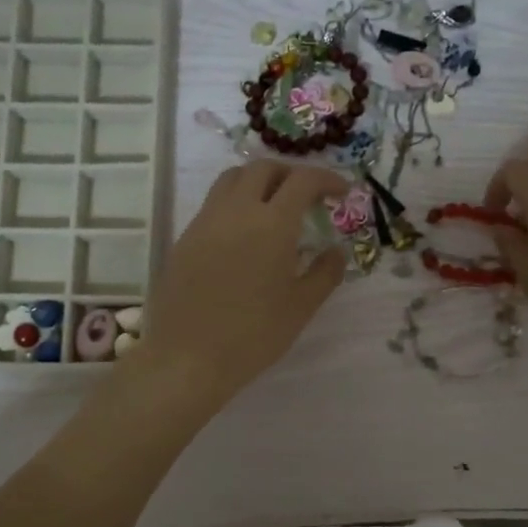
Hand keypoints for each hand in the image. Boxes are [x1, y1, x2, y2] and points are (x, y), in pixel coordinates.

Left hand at [135, 161, 348, 404]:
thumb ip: (324, 273)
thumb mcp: (301, 307)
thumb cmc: (253, 335)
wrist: (188, 358)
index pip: (303, 181)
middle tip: (307, 197)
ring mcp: (205, 222)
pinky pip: (213, 204)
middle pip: (264, 169)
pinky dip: (235, 203)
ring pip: (232, 179)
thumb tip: (335, 251)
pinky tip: (243, 235)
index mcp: (272, 224)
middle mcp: (236, 211)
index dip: (327, 179)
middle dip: (291, 174)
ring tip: (273, 207)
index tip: (342, 193)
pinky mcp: (185, 238)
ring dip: (258, 181)